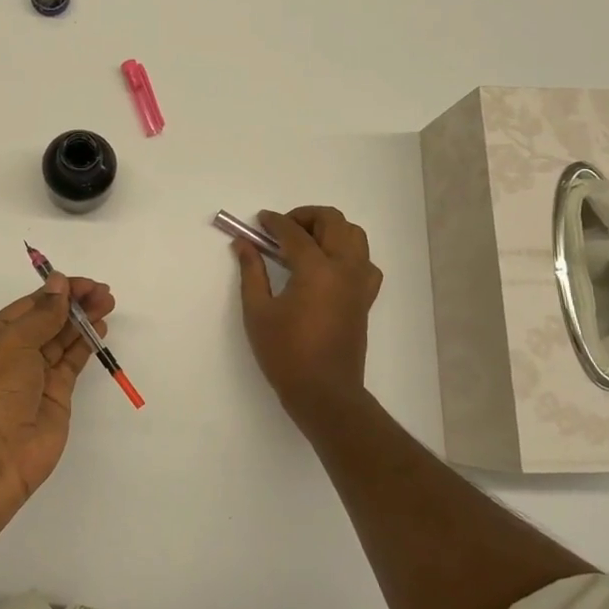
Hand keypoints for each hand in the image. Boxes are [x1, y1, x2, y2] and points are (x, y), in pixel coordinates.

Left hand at [0, 272, 115, 499]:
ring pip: (62, 339)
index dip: (55, 292)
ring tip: (108, 303)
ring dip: (83, 320)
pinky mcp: (56, 394)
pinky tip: (99, 327)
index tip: (83, 283)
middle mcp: (12, 355)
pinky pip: (72, 361)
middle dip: (74, 304)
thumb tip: (58, 283)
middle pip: (47, 320)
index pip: (28, 307)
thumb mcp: (12, 343)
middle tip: (103, 292)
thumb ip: (42, 314)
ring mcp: (35, 376)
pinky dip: (86, 344)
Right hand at [233, 206, 381, 424]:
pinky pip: (364, 261)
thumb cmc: (285, 353)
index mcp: (316, 270)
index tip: (259, 221)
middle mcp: (344, 268)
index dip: (274, 222)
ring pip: (354, 236)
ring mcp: (360, 282)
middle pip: (333, 222)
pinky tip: (328, 266)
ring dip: (330, 229)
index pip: (294, 232)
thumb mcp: (258, 312)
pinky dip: (348, 252)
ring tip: (305, 243)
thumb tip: (243, 244)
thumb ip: (252, 272)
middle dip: (305, 217)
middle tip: (281, 229)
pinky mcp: (365, 298)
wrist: (324, 392)